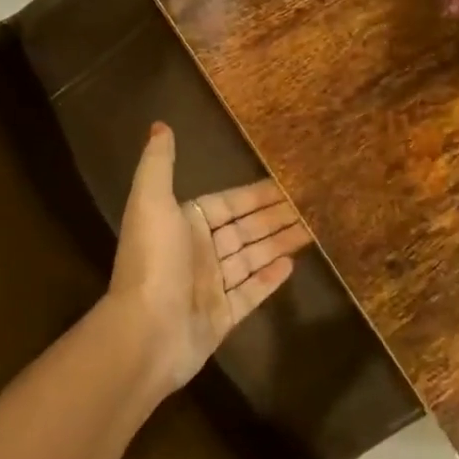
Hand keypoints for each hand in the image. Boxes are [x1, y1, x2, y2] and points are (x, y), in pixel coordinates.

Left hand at [108, 123, 311, 392]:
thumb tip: (160, 125)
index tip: (289, 184)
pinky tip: (293, 265)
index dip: (257, 194)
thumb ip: (158, 164)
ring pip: (252, 259)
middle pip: (245, 230)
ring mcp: (210, 287)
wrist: (145, 333)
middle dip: (275, 217)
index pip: (229, 203)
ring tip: (313, 231)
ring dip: (279, 244)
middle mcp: (198, 252)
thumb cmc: (153, 262)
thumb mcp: (151, 202)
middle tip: (313, 206)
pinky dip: (270, 279)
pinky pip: (251, 293)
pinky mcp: (221, 317)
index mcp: (184, 223)